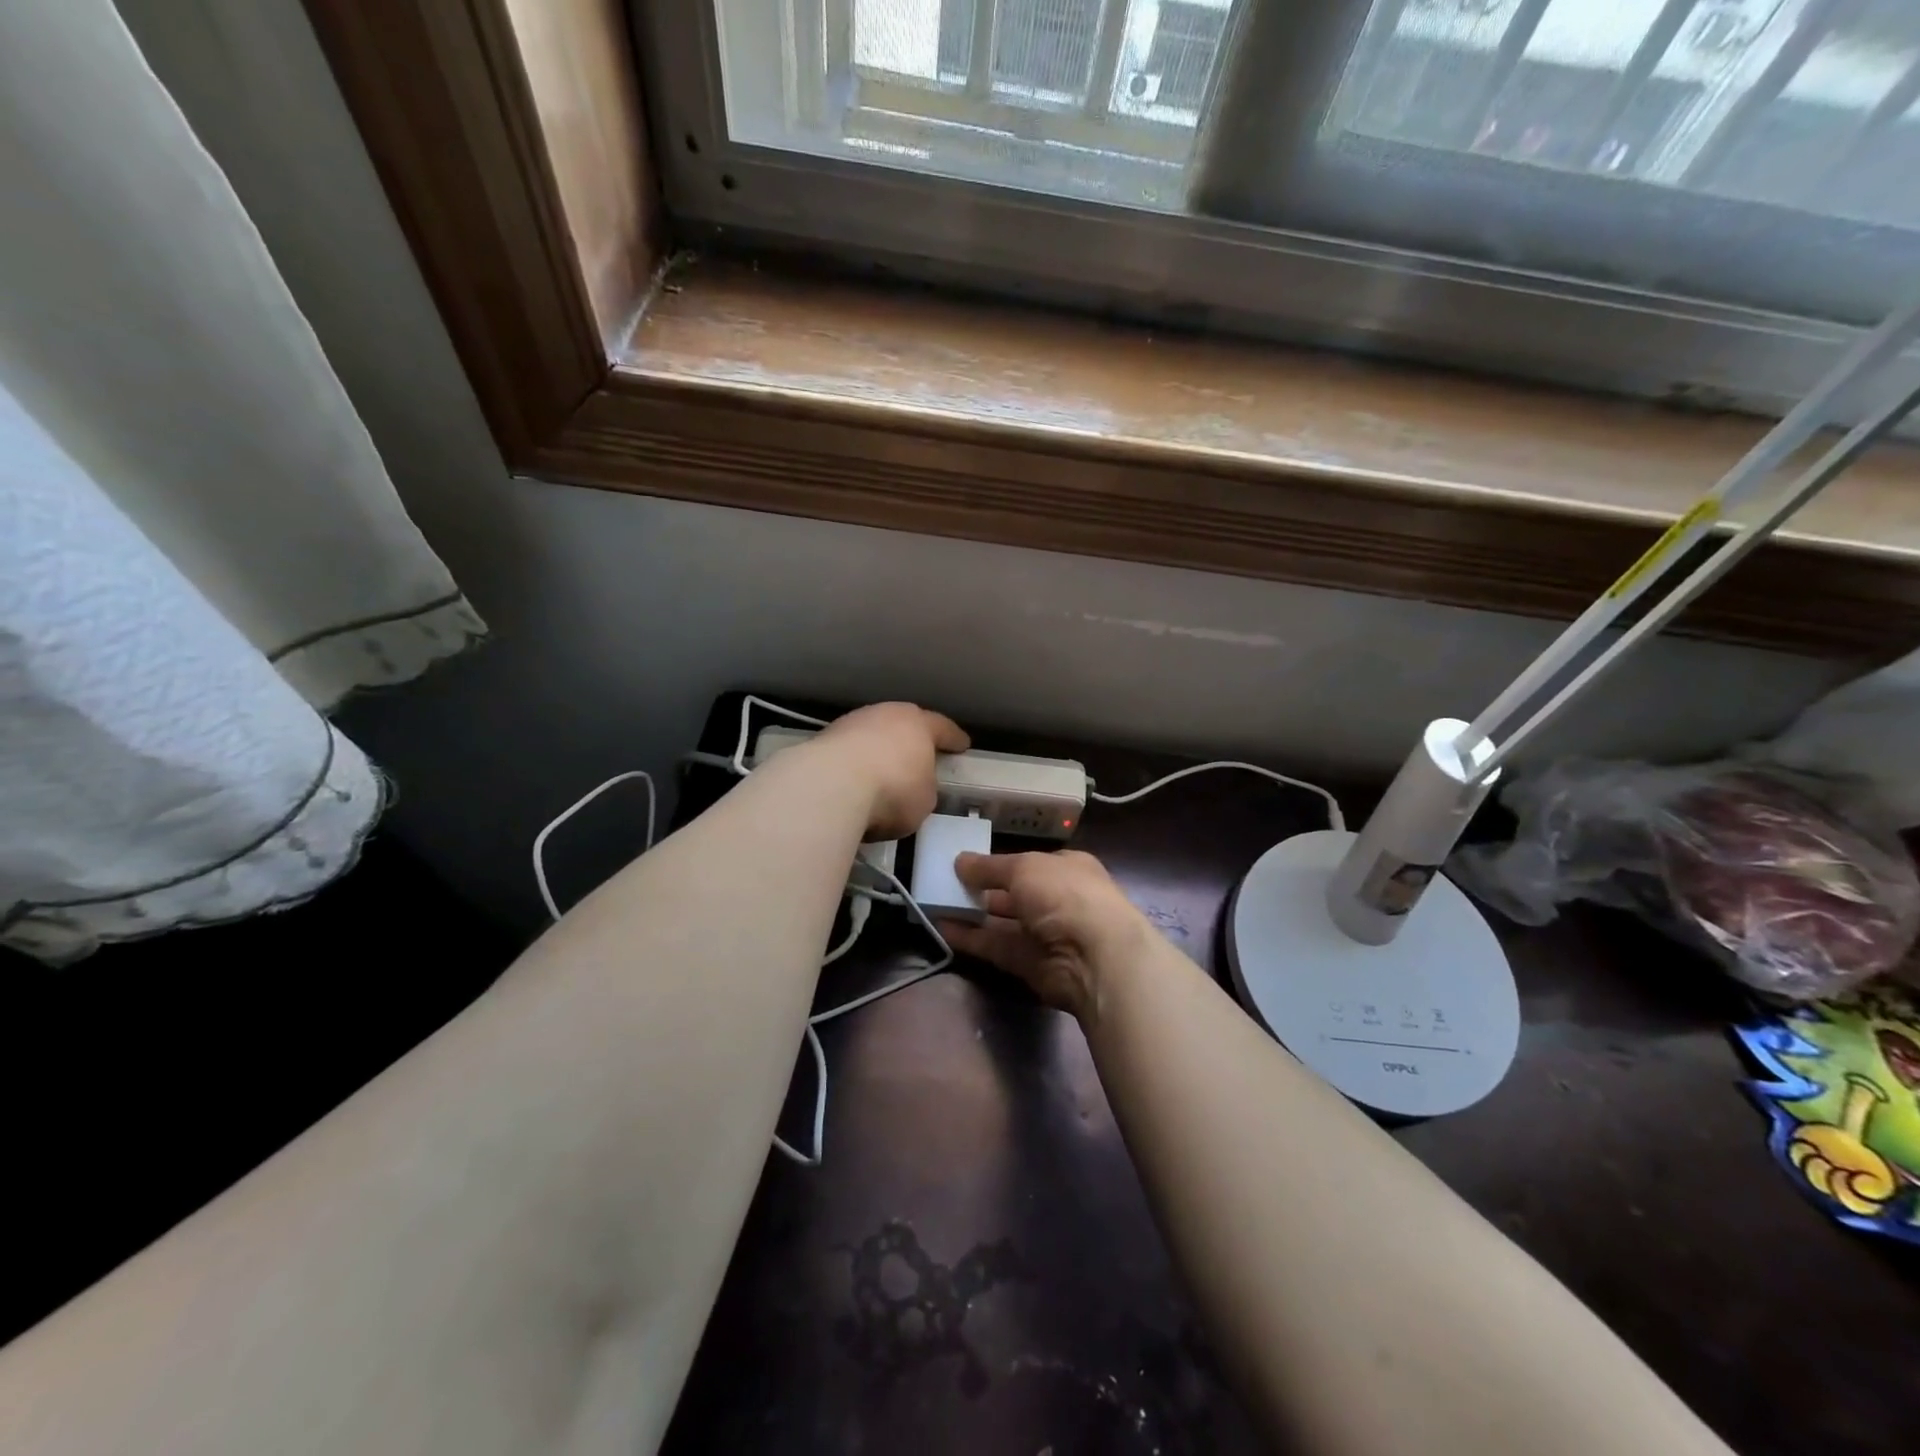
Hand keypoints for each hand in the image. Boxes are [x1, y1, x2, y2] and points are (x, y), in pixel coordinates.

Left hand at [806, 702, 968, 839]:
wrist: (830, 786)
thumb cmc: (891, 790)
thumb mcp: (924, 800)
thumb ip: (924, 788)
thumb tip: (914, 787)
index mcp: (918, 724)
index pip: (943, 728)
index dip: (954, 738)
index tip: (962, 744)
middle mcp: (885, 714)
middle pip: (903, 724)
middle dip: (912, 739)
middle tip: (919, 754)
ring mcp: (851, 723)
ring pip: (872, 733)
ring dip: (878, 749)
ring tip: (882, 770)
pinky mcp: (823, 739)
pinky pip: (849, 750)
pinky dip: (855, 762)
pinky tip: (854, 778)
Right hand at [940, 850, 1150, 1021]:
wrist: (1094, 956)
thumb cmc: (1064, 894)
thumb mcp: (1023, 867)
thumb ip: (989, 867)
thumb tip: (959, 861)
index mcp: (1066, 869)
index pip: (1029, 864)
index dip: (1000, 864)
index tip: (968, 863)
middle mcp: (1058, 900)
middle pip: (1014, 894)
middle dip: (982, 890)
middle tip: (944, 884)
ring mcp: (1045, 935)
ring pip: (1002, 922)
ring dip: (971, 914)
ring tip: (934, 904)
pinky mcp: (1030, 964)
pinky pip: (996, 947)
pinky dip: (971, 938)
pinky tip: (942, 929)